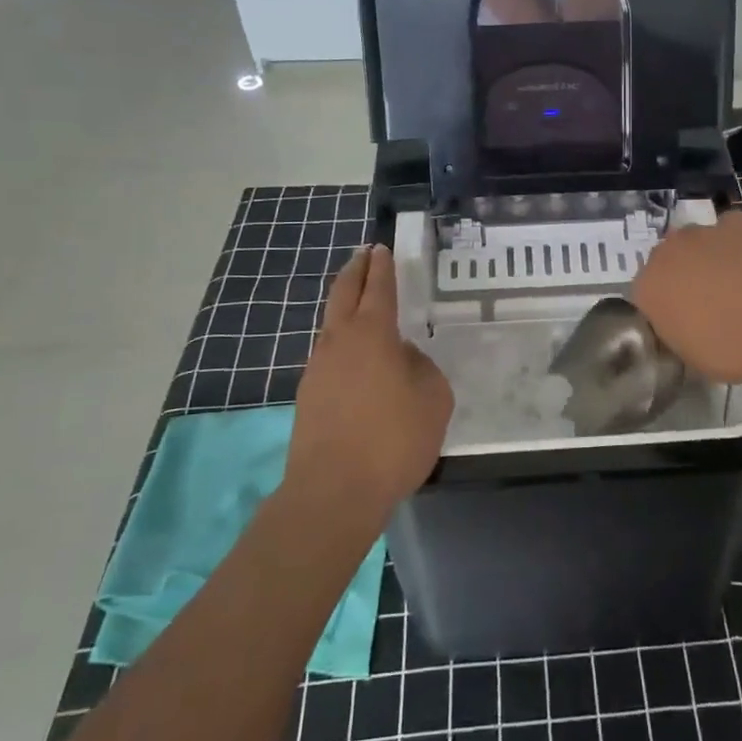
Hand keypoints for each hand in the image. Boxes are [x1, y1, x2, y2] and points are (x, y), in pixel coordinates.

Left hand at [286, 245, 452, 520]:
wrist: (334, 492)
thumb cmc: (394, 439)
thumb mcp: (433, 399)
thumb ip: (421, 367)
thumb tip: (402, 357)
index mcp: (372, 334)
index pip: (377, 288)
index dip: (381, 267)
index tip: (380, 248)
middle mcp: (339, 342)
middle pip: (343, 294)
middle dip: (355, 272)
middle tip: (363, 255)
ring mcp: (318, 369)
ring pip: (330, 325)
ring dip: (344, 307)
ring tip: (358, 303)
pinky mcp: (308, 397)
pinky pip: (328, 355)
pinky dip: (341, 343)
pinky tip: (354, 358)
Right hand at [631, 211, 741, 384]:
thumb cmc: (731, 350)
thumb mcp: (689, 355)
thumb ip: (675, 329)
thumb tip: (682, 320)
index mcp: (647, 288)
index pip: (645, 293)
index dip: (665, 306)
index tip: (684, 322)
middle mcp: (667, 252)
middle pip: (667, 260)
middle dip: (681, 276)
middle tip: (708, 302)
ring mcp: (702, 232)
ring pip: (697, 242)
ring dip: (707, 257)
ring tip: (737, 283)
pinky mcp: (736, 222)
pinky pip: (729, 231)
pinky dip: (737, 243)